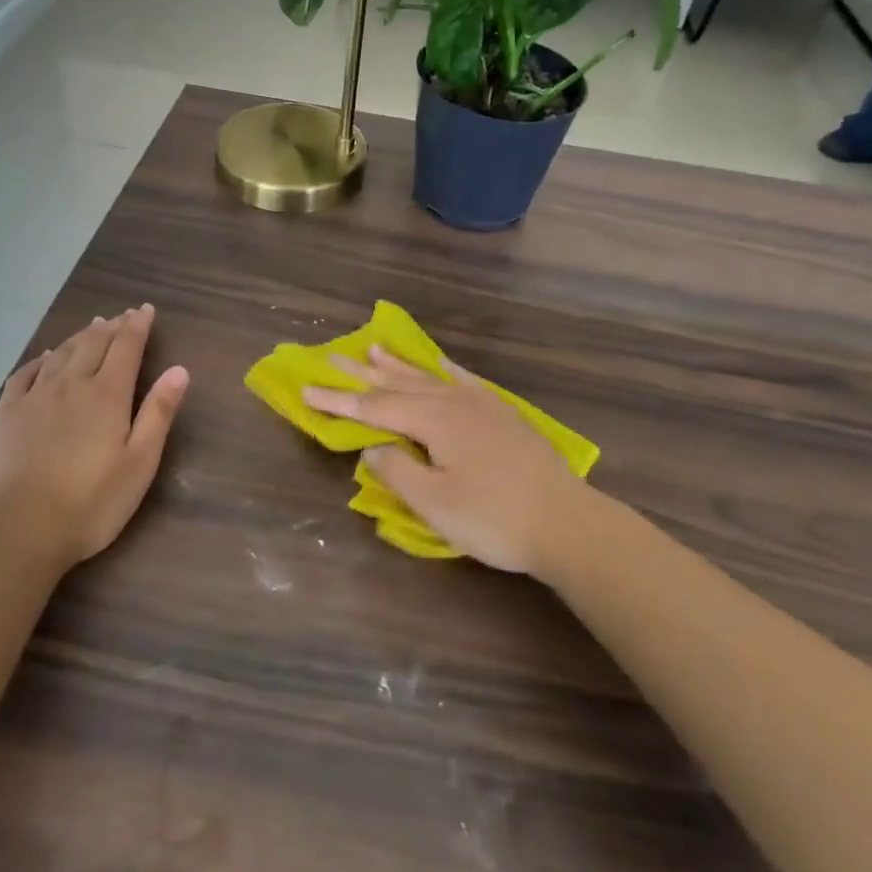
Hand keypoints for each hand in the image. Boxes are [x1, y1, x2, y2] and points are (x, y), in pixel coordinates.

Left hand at [0, 305, 189, 567]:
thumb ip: (158, 413)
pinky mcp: (6, 415)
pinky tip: (45, 357)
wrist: (17, 530)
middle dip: (112, 326)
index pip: (126, 347)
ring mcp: (35, 397)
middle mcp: (71, 384)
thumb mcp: (139, 463)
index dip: (137, 325)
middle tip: (122, 315)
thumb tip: (179, 369)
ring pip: (61, 353)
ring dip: (80, 336)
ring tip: (92, 326)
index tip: (145, 309)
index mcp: (107, 394)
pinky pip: (25, 373)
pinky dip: (41, 358)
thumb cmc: (90, 503)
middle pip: (94, 343)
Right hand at [303, 346, 584, 574]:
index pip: (374, 408)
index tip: (305, 389)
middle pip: (398, 385)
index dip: (338, 401)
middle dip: (362, 375)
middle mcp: (453, 403)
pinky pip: (465, 382)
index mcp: (432, 420)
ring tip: (374, 349)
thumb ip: (397, 471)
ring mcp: (481, 406)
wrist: (566, 523)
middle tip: (331, 356)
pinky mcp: (503, 416)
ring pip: (429, 379)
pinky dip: (445, 371)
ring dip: (398, 366)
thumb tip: (372, 448)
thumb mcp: (435, 504)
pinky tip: (440, 364)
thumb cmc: (494, 518)